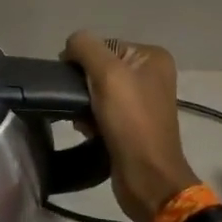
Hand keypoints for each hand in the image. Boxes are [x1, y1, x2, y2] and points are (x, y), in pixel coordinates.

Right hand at [63, 31, 199, 221]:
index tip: (73, 82)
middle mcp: (150, 75)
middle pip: (98, 67)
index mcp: (151, 57)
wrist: (146, 176)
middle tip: (77, 103)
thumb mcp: (107, 73)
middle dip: (82, 85)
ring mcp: (142, 101)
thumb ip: (85, 47)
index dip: (82, 60)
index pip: (102, 45)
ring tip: (82, 121)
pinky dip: (89, 119)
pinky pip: (100, 110)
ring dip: (83, 104)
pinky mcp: (131, 124)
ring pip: (96, 90)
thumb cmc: (130, 121)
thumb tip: (70, 46)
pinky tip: (87, 130)